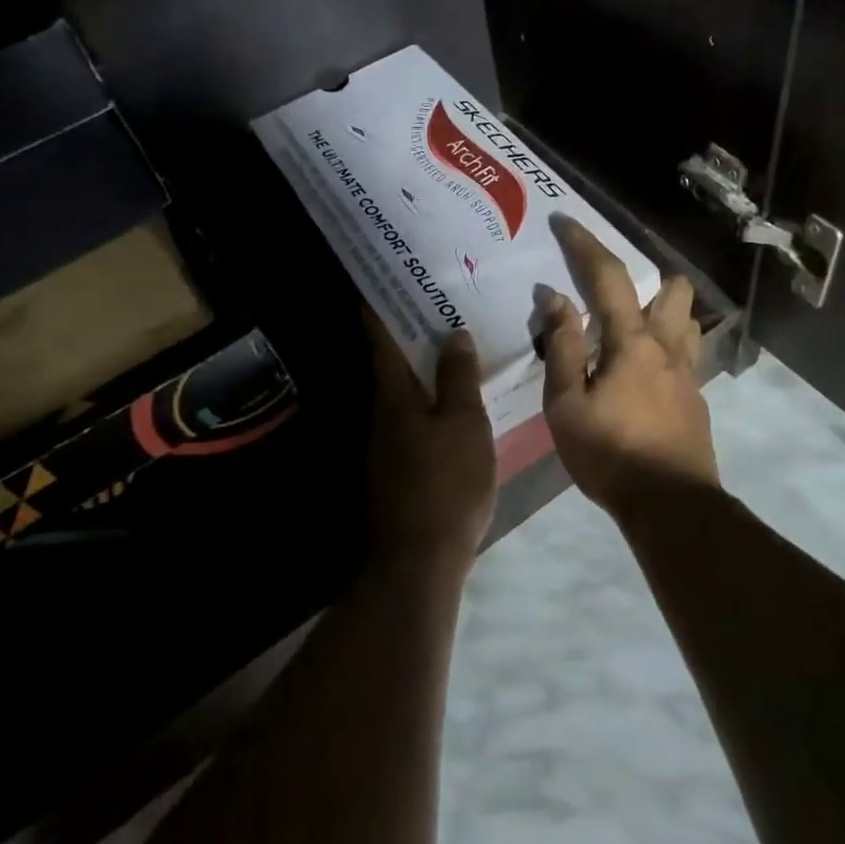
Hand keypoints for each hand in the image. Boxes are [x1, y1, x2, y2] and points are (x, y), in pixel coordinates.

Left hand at [364, 311, 496, 572]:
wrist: (418, 560)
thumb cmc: (446, 482)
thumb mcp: (463, 424)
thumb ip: (458, 378)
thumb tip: (452, 334)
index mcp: (394, 396)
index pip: (381, 340)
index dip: (381, 309)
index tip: (386, 283)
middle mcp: (382, 415)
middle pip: (391, 366)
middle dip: (411, 337)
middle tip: (440, 310)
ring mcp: (385, 446)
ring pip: (403, 396)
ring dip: (423, 373)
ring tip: (455, 353)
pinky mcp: (396, 471)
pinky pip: (412, 422)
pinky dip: (429, 405)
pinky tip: (454, 409)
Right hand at [540, 218, 718, 516]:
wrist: (671, 505)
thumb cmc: (610, 453)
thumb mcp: (567, 404)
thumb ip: (562, 347)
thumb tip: (555, 299)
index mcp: (631, 341)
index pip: (607, 277)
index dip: (585, 244)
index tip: (567, 222)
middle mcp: (667, 346)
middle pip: (672, 288)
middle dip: (646, 277)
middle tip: (612, 294)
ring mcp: (688, 372)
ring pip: (686, 319)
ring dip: (662, 310)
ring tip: (630, 330)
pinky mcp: (697, 398)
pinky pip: (686, 354)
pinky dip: (666, 347)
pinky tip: (644, 374)